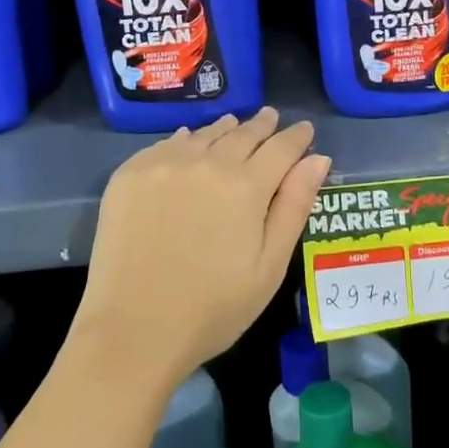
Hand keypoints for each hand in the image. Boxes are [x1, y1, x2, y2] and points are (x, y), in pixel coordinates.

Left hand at [75, 108, 330, 389]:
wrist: (132, 330)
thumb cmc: (213, 309)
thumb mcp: (269, 267)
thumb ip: (294, 207)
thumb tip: (317, 159)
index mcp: (247, 186)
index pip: (281, 148)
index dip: (297, 137)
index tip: (305, 129)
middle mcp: (207, 162)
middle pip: (242, 133)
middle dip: (262, 125)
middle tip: (271, 117)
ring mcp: (164, 164)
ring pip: (204, 134)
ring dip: (224, 129)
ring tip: (233, 124)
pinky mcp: (131, 174)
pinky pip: (166, 144)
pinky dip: (185, 140)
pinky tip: (188, 142)